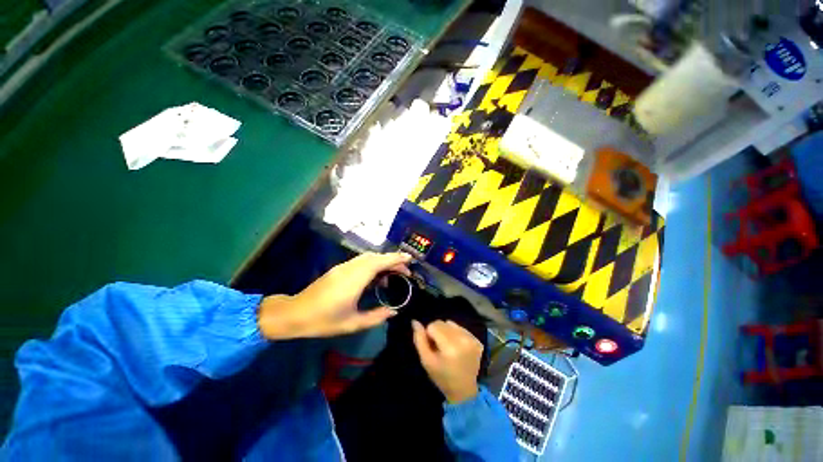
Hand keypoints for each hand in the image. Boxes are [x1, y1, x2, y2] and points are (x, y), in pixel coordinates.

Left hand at [258, 252, 411, 339]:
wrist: (294, 314)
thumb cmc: (324, 321)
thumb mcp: (352, 324)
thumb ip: (376, 317)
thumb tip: (394, 311)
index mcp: (355, 280)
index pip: (379, 262)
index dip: (395, 259)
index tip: (409, 259)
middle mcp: (350, 269)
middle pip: (376, 257)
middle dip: (393, 260)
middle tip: (405, 272)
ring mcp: (343, 267)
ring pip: (368, 258)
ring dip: (383, 262)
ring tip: (392, 275)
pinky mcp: (339, 269)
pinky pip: (361, 262)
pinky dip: (373, 265)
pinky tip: (376, 278)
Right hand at [412, 320, 482, 403]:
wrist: (464, 391)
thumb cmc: (442, 377)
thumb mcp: (426, 361)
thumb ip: (419, 339)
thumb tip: (415, 321)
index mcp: (450, 346)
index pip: (433, 325)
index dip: (429, 335)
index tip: (432, 347)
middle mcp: (463, 339)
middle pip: (443, 323)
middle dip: (437, 332)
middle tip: (439, 348)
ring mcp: (472, 339)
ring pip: (451, 323)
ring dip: (447, 332)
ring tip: (448, 347)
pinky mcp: (477, 340)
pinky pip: (461, 328)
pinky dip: (456, 334)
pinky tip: (457, 347)